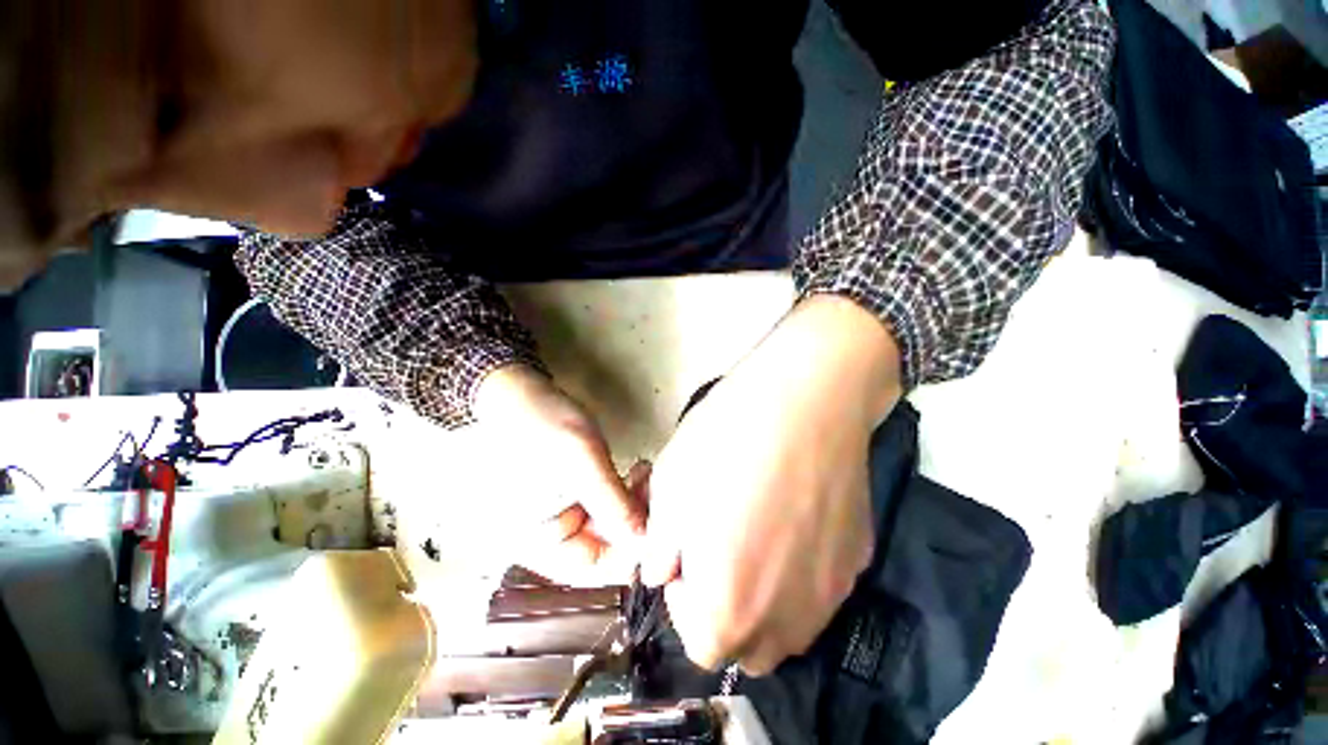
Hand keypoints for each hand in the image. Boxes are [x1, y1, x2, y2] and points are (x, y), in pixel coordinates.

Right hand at [474, 364, 646, 585]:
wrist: (519, 393)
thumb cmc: (545, 424)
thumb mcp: (581, 460)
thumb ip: (611, 503)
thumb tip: (645, 542)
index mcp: (535, 541)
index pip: (594, 567)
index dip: (631, 550)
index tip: (658, 520)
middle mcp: (546, 540)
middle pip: (604, 549)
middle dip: (636, 521)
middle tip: (653, 487)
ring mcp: (558, 519)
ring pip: (608, 528)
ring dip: (633, 504)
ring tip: (644, 474)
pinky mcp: (571, 499)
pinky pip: (604, 509)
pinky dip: (624, 493)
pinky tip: (635, 472)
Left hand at [643, 296, 902, 673]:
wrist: (805, 400)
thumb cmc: (726, 440)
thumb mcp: (670, 487)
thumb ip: (660, 547)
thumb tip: (664, 572)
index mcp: (731, 606)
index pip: (699, 645)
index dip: (683, 605)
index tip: (684, 558)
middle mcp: (788, 617)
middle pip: (748, 645)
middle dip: (724, 609)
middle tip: (717, 551)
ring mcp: (832, 590)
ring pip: (789, 624)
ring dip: (763, 599)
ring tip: (755, 535)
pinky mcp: (858, 557)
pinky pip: (819, 585)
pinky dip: (798, 570)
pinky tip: (792, 516)